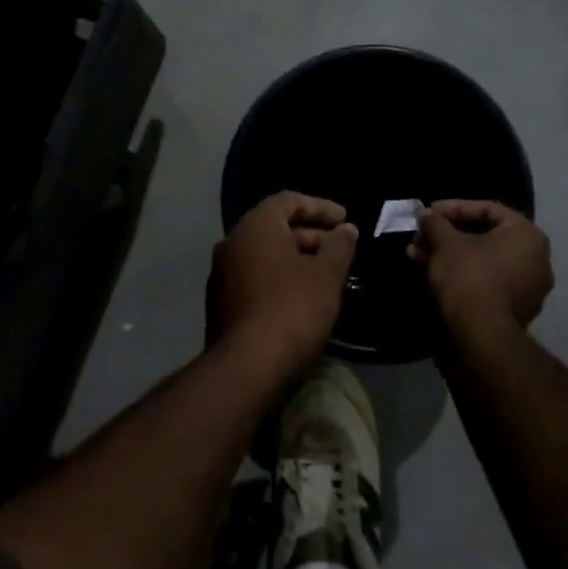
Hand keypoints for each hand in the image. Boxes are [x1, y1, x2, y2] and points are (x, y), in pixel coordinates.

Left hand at [209, 192, 357, 375]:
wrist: (246, 368)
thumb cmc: (292, 309)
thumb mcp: (326, 275)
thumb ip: (339, 246)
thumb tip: (346, 230)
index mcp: (255, 227)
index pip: (288, 200)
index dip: (320, 206)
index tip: (345, 220)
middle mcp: (232, 242)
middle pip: (275, 227)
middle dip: (310, 234)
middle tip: (339, 249)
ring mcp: (222, 274)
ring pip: (264, 254)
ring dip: (296, 258)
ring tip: (325, 275)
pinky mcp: (221, 303)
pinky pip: (255, 277)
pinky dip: (279, 278)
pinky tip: (301, 298)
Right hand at [410, 200, 552, 339]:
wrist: (482, 335)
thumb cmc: (469, 275)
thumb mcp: (445, 242)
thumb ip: (435, 222)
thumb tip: (425, 214)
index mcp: (527, 235)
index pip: (488, 209)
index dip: (454, 207)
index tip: (430, 213)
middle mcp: (535, 259)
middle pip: (483, 236)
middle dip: (447, 234)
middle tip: (422, 235)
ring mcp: (527, 287)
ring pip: (480, 260)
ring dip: (447, 254)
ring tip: (416, 254)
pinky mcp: (514, 310)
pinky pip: (484, 280)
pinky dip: (460, 274)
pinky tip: (428, 272)